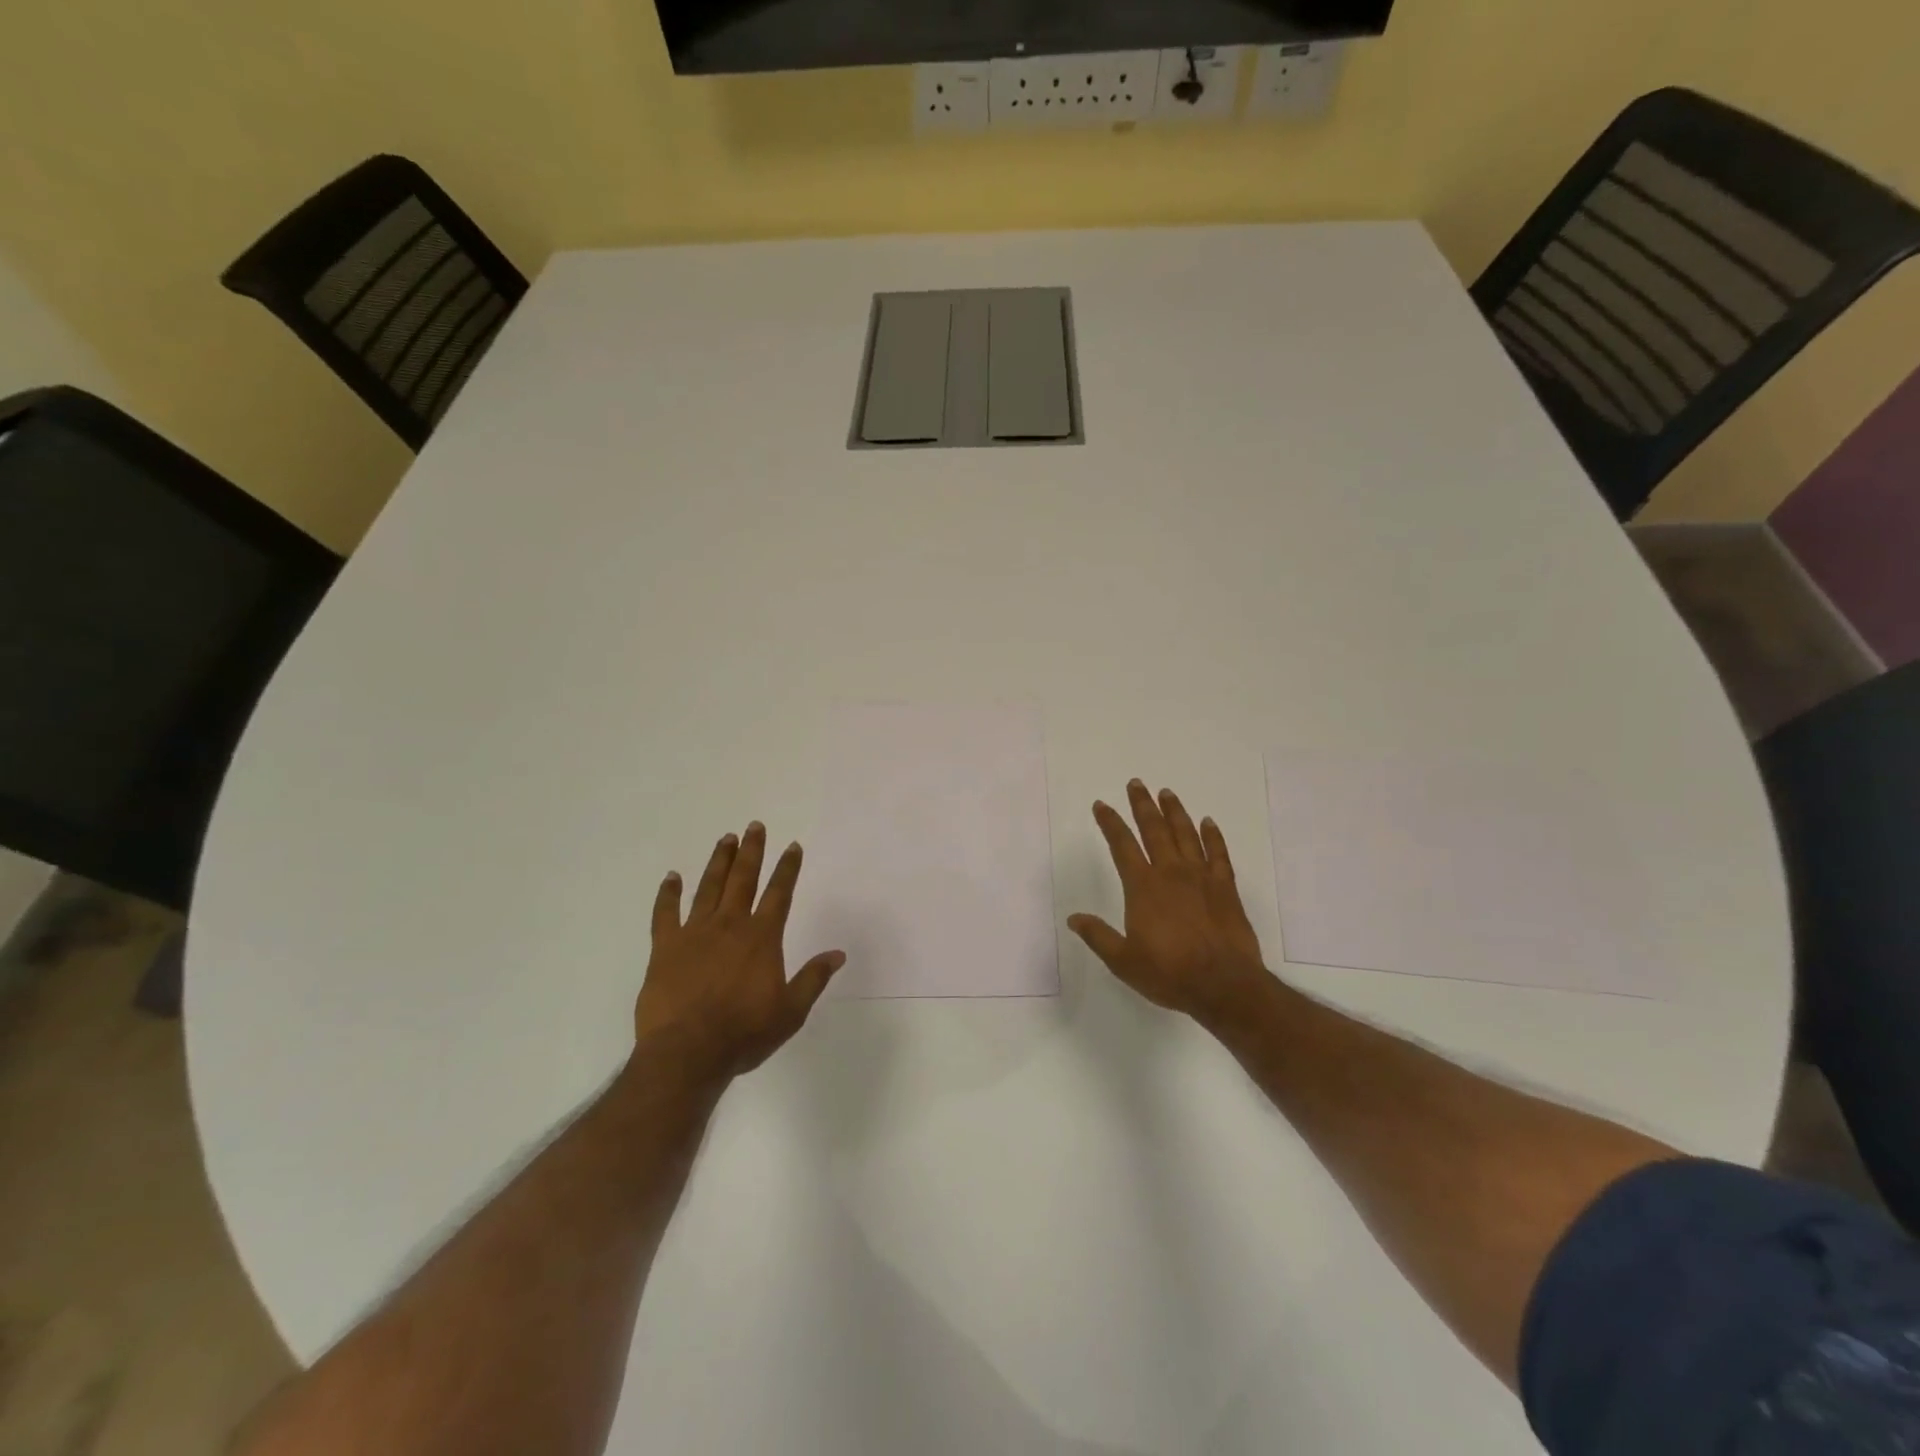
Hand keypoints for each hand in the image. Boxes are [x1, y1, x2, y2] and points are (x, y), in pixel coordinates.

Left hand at [636, 822, 843, 1082]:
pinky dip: (668, 893)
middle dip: (752, 851)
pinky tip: (671, 877)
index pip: (779, 893)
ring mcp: (694, 933)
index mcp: (762, 938)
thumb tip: (838, 953)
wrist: (687, 1053)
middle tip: (754, 826)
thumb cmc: (744, 1033)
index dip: (788, 868)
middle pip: (743, 879)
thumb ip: (813, 978)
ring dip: (718, 862)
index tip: (793, 846)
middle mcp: (730, 925)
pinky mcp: (665, 947)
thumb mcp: (791, 1011)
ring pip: (708, 887)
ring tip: (725, 839)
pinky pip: (665, 913)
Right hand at [1069, 781, 1270, 1028]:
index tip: (1101, 805)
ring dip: (1174, 812)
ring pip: (1186, 834)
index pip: (1122, 845)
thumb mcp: (1123, 961)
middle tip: (1136, 784)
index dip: (1110, 823)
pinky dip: (1212, 836)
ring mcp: (1201, 878)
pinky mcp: (1225, 888)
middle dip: (1142, 805)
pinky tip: (1208, 822)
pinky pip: (1218, 854)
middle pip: (1154, 830)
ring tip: (1166, 793)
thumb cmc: (1169, 973)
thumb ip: (1098, 936)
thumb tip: (1074, 918)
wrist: (1224, 985)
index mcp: (1143, 887)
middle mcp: (1170, 873)